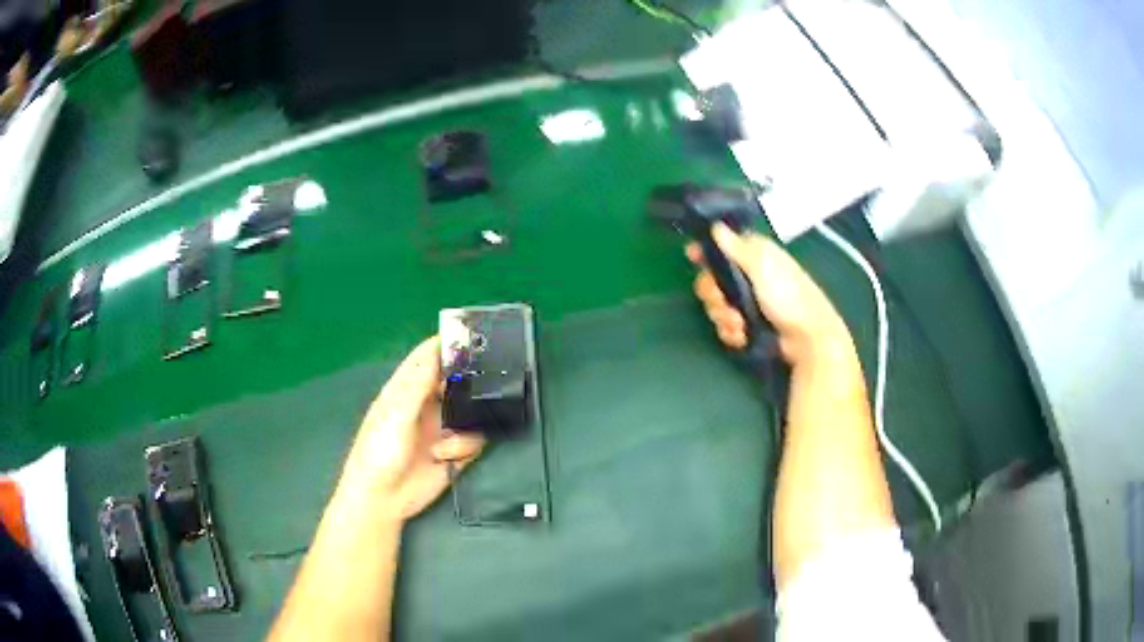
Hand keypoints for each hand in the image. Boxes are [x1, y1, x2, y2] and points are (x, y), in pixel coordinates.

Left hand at [341, 336, 483, 521]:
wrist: (383, 499)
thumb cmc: (379, 451)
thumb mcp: (395, 414)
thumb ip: (417, 383)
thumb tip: (437, 349)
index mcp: (406, 390)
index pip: (427, 357)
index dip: (446, 344)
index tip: (472, 333)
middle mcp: (426, 405)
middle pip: (455, 382)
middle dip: (469, 383)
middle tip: (486, 383)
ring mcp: (441, 428)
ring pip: (470, 412)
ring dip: (466, 423)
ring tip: (448, 440)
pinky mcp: (454, 452)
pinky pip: (474, 439)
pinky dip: (464, 447)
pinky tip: (445, 457)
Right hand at [687, 224, 851, 366]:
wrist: (807, 338)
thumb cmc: (788, 296)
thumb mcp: (762, 266)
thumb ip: (736, 247)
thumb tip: (716, 226)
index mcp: (753, 255)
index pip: (722, 246)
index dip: (706, 252)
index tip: (693, 257)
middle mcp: (748, 276)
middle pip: (712, 279)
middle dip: (713, 295)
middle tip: (724, 303)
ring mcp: (748, 302)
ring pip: (717, 306)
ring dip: (724, 317)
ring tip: (740, 326)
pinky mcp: (749, 325)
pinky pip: (726, 326)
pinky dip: (731, 332)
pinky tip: (742, 337)